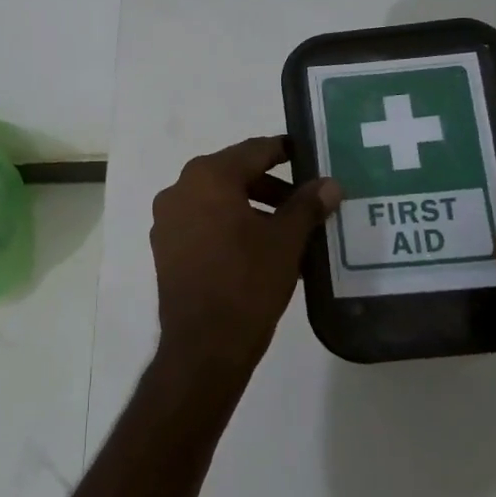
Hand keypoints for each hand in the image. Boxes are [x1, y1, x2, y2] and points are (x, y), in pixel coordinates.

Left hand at [150, 136, 339, 376]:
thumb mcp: (286, 240)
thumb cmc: (248, 281)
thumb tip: (330, 184)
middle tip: (305, 201)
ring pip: (218, 202)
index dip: (284, 151)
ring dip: (253, 209)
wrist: (204, 345)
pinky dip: (231, 228)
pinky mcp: (165, 249)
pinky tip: (259, 250)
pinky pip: (204, 225)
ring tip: (288, 231)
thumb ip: (307, 205)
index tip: (308, 155)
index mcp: (208, 177)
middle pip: (234, 175)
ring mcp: (167, 221)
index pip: (254, 151)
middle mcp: (180, 190)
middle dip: (272, 187)